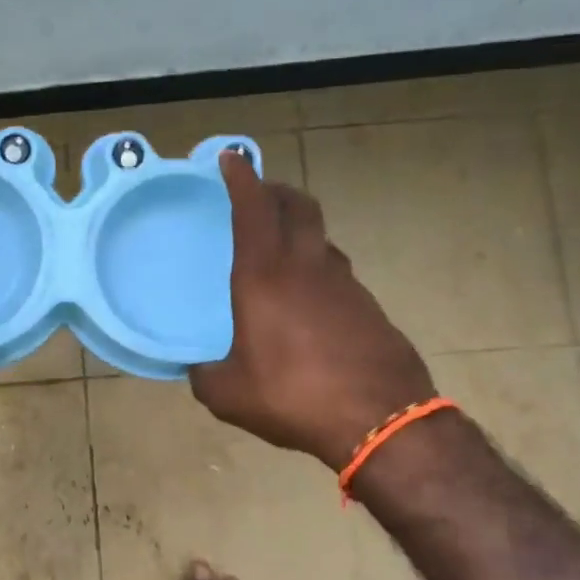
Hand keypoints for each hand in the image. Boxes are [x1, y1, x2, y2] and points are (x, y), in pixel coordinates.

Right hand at [190, 153, 435, 470]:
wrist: (382, 420)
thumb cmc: (293, 395)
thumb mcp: (229, 394)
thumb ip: (205, 376)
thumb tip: (198, 370)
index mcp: (264, 275)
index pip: (253, 208)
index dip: (241, 177)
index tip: (231, 159)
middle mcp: (306, 267)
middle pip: (298, 206)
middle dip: (276, 191)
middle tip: (258, 195)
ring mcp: (345, 284)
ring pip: (320, 239)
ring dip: (299, 231)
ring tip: (280, 252)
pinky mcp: (370, 307)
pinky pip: (336, 274)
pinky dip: (317, 270)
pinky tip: (308, 303)